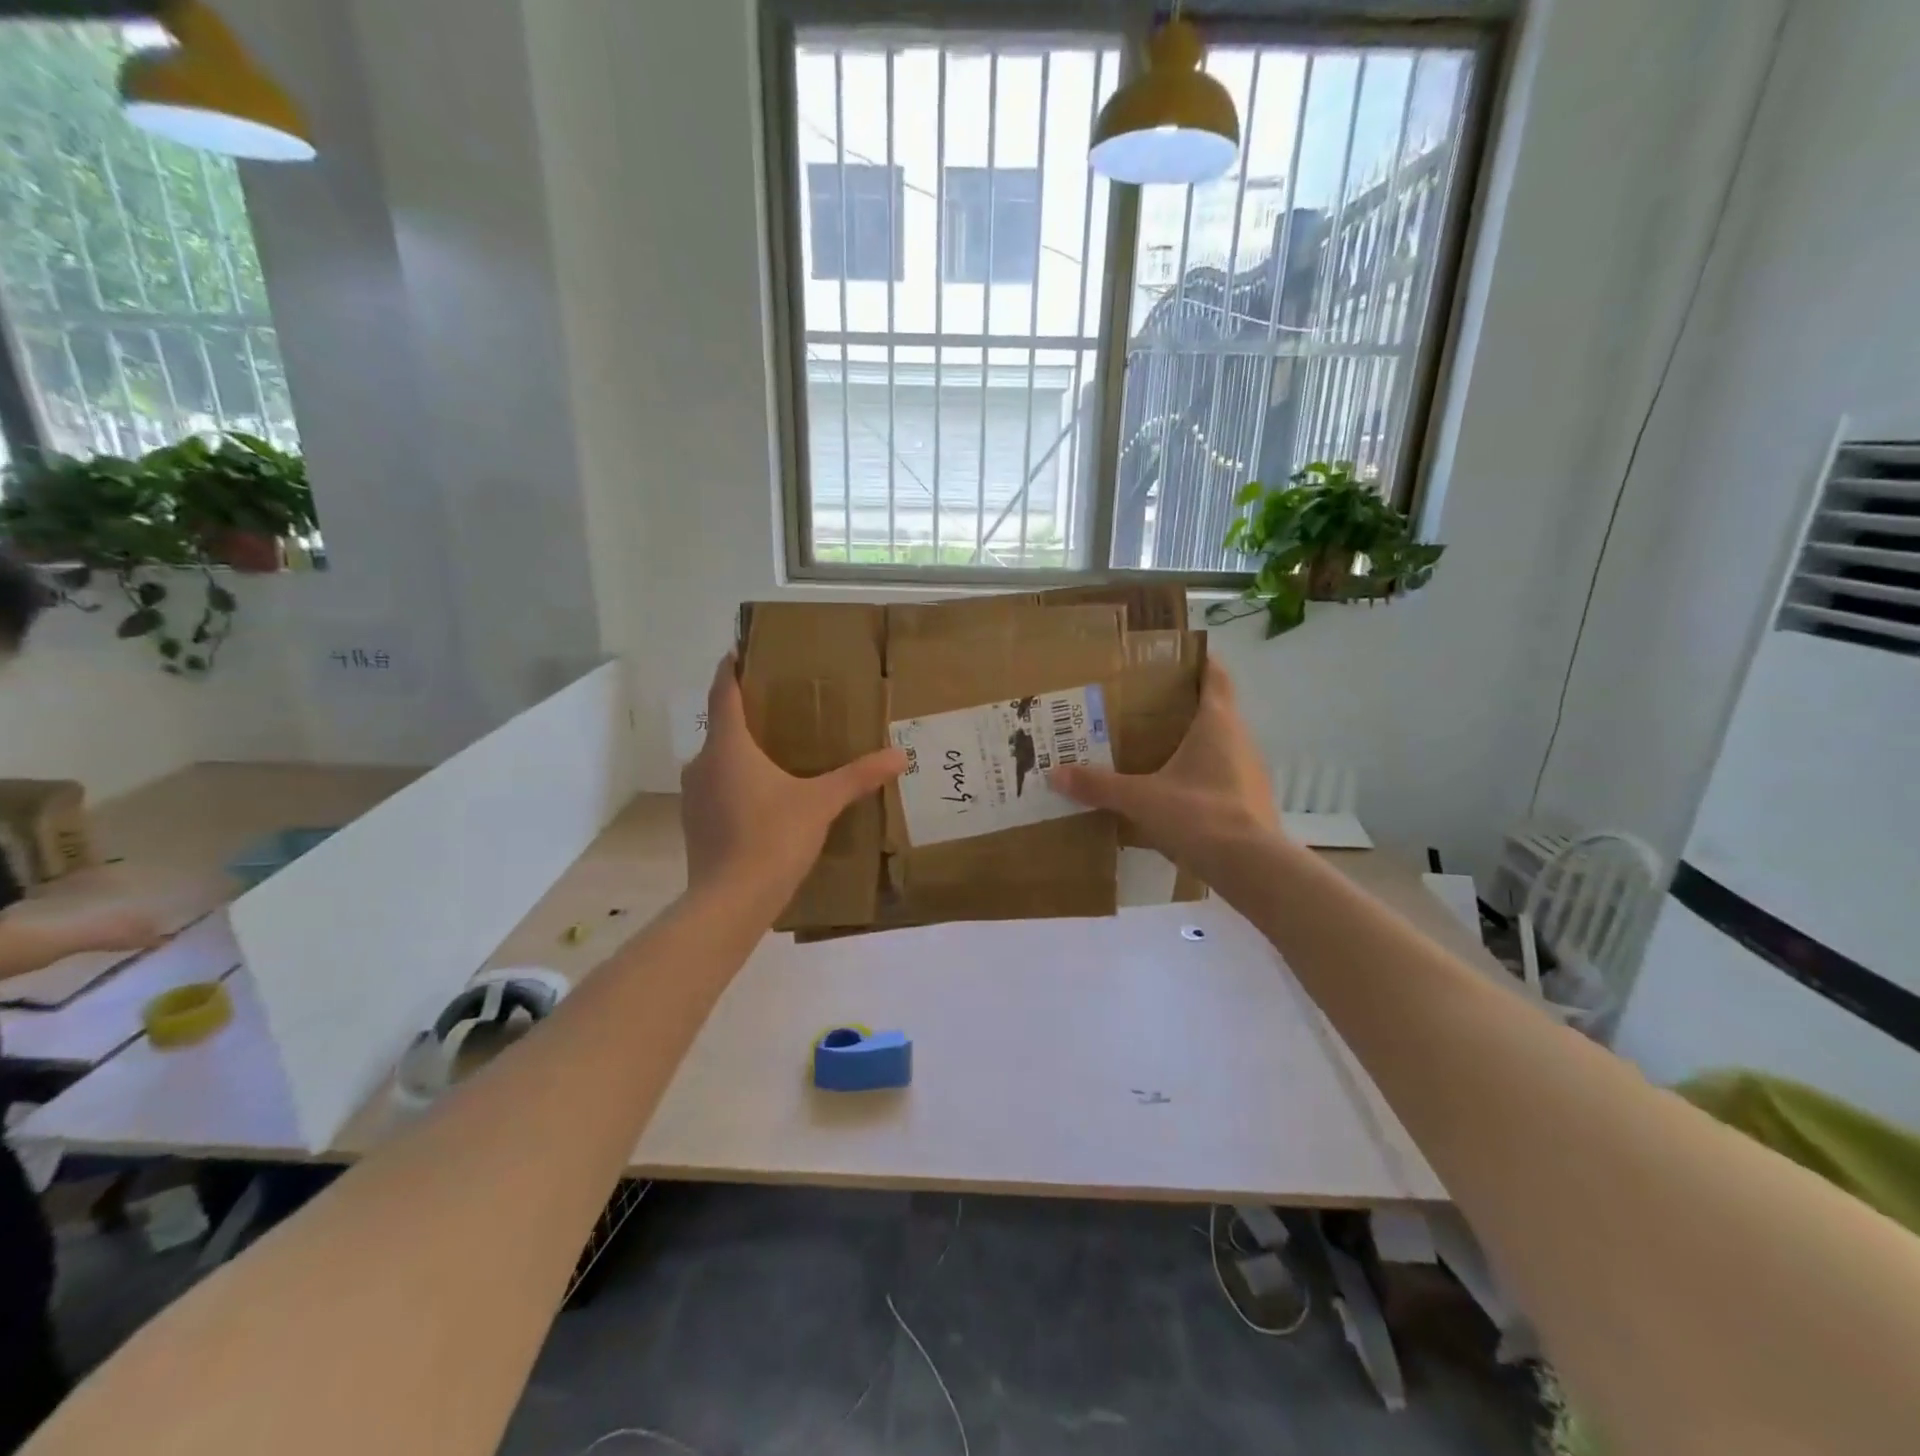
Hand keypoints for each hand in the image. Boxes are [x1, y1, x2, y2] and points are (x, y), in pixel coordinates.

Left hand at [680, 654, 906, 899]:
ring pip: (719, 761)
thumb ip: (858, 777)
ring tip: (776, 754)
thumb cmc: (773, 838)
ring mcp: (694, 796)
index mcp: (729, 746)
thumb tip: (900, 755)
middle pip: (722, 727)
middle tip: (779, 710)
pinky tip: (764, 799)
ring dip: (742, 753)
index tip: (740, 652)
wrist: (730, 902)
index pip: (725, 693)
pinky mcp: (695, 824)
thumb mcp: (821, 803)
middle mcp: (703, 763)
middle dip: (747, 716)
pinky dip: (737, 783)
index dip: (731, 669)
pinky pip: (717, 789)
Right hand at [1050, 659, 1275, 868]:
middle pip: (1213, 710)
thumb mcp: (1142, 799)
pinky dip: (1196, 776)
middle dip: (1180, 706)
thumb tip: (1055, 775)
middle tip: (1141, 706)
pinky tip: (1169, 792)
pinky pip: (1219, 776)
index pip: (1215, 675)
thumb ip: (1100, 786)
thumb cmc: (1200, 815)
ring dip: (1188, 743)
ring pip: (1217, 745)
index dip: (1198, 660)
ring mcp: (1248, 772)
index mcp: (1217, 723)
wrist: (1252, 868)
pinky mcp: (1249, 802)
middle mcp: (1239, 740)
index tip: (1171, 657)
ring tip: (1149, 748)